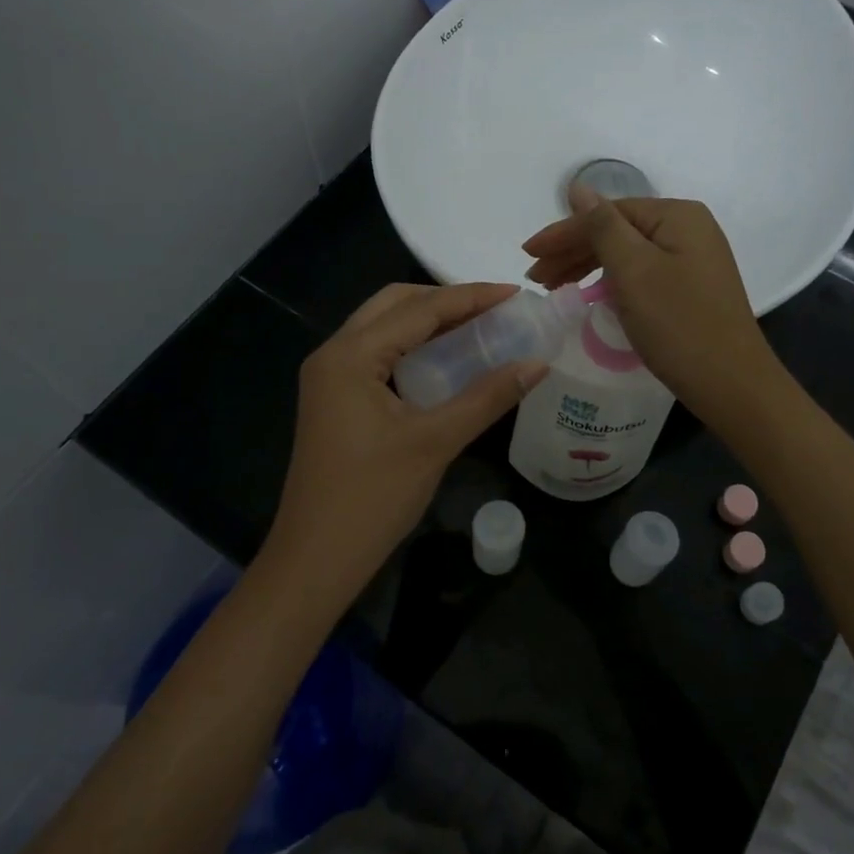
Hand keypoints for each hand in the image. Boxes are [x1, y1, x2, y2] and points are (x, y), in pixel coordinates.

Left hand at [259, 282, 546, 608]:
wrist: (315, 560)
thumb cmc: (372, 498)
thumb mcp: (435, 442)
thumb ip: (487, 397)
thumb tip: (538, 363)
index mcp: (350, 356)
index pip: (419, 310)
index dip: (471, 298)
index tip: (515, 294)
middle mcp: (333, 354)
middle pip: (394, 305)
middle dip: (445, 300)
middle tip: (494, 310)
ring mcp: (329, 377)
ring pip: (383, 328)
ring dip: (427, 322)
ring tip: (477, 328)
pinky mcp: (334, 399)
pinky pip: (377, 355)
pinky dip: (412, 347)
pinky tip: (445, 361)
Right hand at [523, 188, 783, 424]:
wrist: (732, 384)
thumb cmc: (678, 324)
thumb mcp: (633, 270)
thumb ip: (602, 226)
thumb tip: (578, 187)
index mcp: (677, 216)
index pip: (607, 213)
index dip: (563, 232)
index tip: (527, 254)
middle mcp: (688, 229)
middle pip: (617, 231)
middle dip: (572, 251)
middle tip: (536, 278)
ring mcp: (692, 259)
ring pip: (627, 254)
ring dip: (587, 267)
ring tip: (554, 287)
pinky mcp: (691, 288)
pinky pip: (641, 273)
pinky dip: (611, 282)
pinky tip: (591, 295)